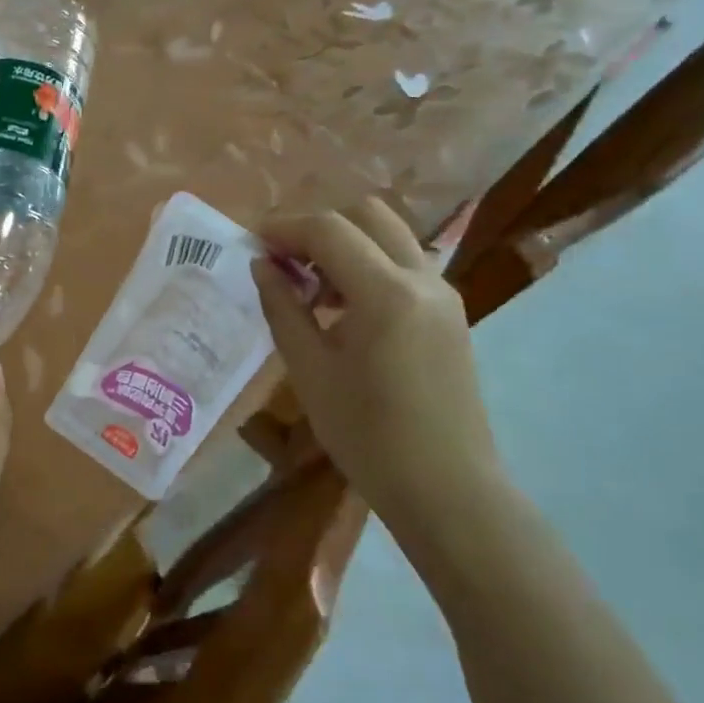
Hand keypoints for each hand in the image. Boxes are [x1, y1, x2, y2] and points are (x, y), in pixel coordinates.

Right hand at [252, 200, 504, 551]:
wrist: (446, 488)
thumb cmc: (368, 436)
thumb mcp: (310, 371)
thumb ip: (282, 308)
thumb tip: (261, 265)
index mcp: (386, 293)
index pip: (328, 229)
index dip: (284, 228)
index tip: (253, 243)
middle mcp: (422, 279)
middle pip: (367, 214)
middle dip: (318, 225)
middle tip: (284, 259)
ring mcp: (443, 293)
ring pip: (389, 235)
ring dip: (346, 243)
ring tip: (311, 285)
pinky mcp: (450, 312)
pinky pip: (404, 263)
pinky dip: (368, 263)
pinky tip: (343, 306)